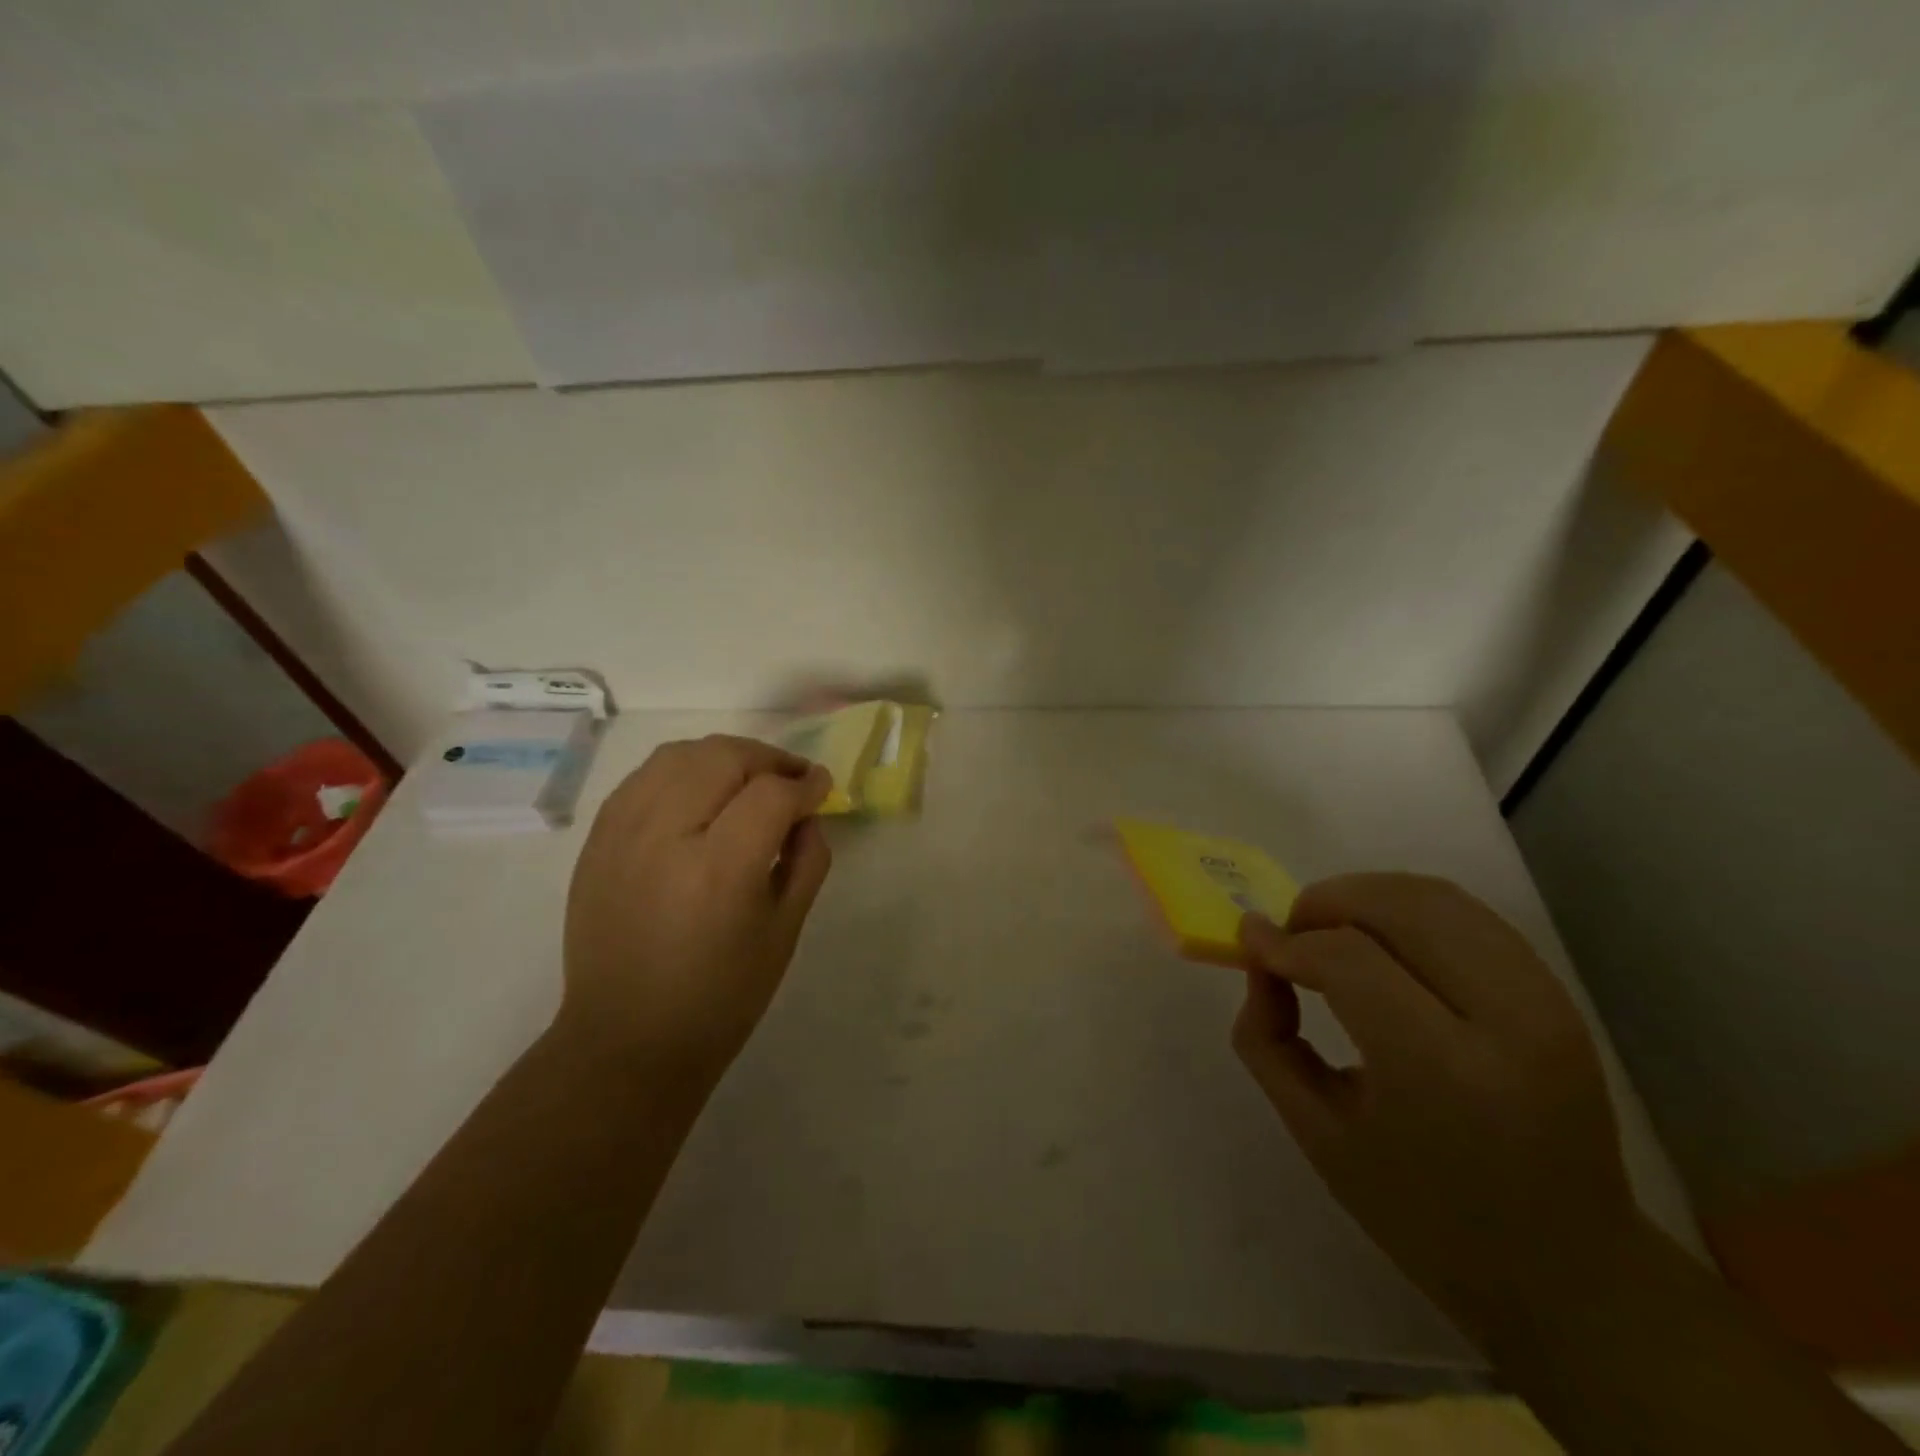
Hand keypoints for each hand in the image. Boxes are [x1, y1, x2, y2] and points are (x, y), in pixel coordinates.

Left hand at [561, 735, 832, 1086]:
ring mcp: (622, 834)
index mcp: (719, 869)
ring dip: (724, 756)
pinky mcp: (597, 840)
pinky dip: (682, 770)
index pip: (771, 794)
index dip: (806, 784)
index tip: (822, 788)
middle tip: (791, 780)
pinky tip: (700, 794)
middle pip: (723, 757)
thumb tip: (808, 813)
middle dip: (768, 759)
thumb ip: (808, 860)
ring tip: (747, 779)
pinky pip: (644, 776)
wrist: (627, 1040)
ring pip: (679, 755)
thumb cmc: (721, 997)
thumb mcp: (785, 931)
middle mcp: (665, 837)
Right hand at [1233, 873, 1639, 1339]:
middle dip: (1324, 903)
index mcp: (1443, 1073)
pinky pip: (1465, 914)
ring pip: (1434, 896)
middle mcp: (1505, 1021)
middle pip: (1396, 906)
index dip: (1286, 942)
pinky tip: (1379, 941)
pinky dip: (1406, 908)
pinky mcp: (1555, 994)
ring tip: (1328, 932)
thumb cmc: (1424, 1214)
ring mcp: (1543, 1002)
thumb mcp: (1317, 1133)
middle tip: (1288, 936)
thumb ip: (1268, 1037)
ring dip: (1363, 896)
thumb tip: (1260, 959)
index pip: (1347, 960)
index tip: (1251, 945)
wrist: (1569, 1271)